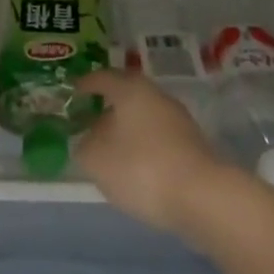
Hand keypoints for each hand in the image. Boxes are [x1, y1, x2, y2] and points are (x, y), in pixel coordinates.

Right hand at [73, 69, 226, 234]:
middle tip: (87, 120)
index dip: (84, 84)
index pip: (102, 77)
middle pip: (125, 94)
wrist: (201, 196)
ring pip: (142, 116)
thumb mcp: (96, 159)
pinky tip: (133, 167)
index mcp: (131, 89)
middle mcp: (156, 95)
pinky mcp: (191, 144)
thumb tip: (89, 140)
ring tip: (107, 149)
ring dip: (125, 128)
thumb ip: (84, 146)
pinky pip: (156, 137)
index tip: (71, 91)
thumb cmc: (141, 168)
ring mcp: (177, 119)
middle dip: (106, 106)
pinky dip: (141, 145)